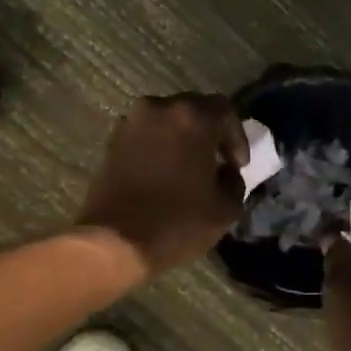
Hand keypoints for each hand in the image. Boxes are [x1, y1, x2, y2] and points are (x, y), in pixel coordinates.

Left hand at [77, 93, 250, 275]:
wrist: (114, 241)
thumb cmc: (176, 222)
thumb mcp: (225, 208)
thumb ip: (234, 181)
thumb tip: (226, 172)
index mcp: (192, 118)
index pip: (225, 110)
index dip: (237, 136)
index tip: (238, 165)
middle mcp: (160, 108)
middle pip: (193, 109)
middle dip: (209, 132)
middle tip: (217, 160)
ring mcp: (131, 123)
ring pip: (166, 120)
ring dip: (181, 138)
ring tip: (188, 167)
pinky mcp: (111, 141)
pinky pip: (145, 134)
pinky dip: (158, 146)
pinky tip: (163, 172)